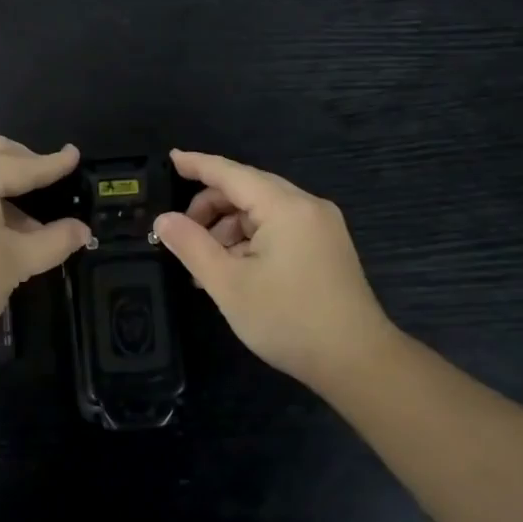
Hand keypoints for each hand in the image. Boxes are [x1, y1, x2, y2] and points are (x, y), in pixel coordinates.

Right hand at [152, 149, 392, 390]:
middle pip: (247, 190)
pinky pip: (279, 228)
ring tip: (206, 265)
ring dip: (229, 229)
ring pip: (262, 211)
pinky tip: (234, 270)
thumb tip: (163, 220)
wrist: (359, 363)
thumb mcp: (229, 284)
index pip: (231, 173)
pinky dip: (251, 240)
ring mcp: (321, 226)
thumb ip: (192, 246)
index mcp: (285, 207)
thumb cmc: (289, 320)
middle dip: (210, 208)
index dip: (198, 165)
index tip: (170, 158)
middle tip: (181, 236)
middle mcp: (307, 206)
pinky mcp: (326, 247)